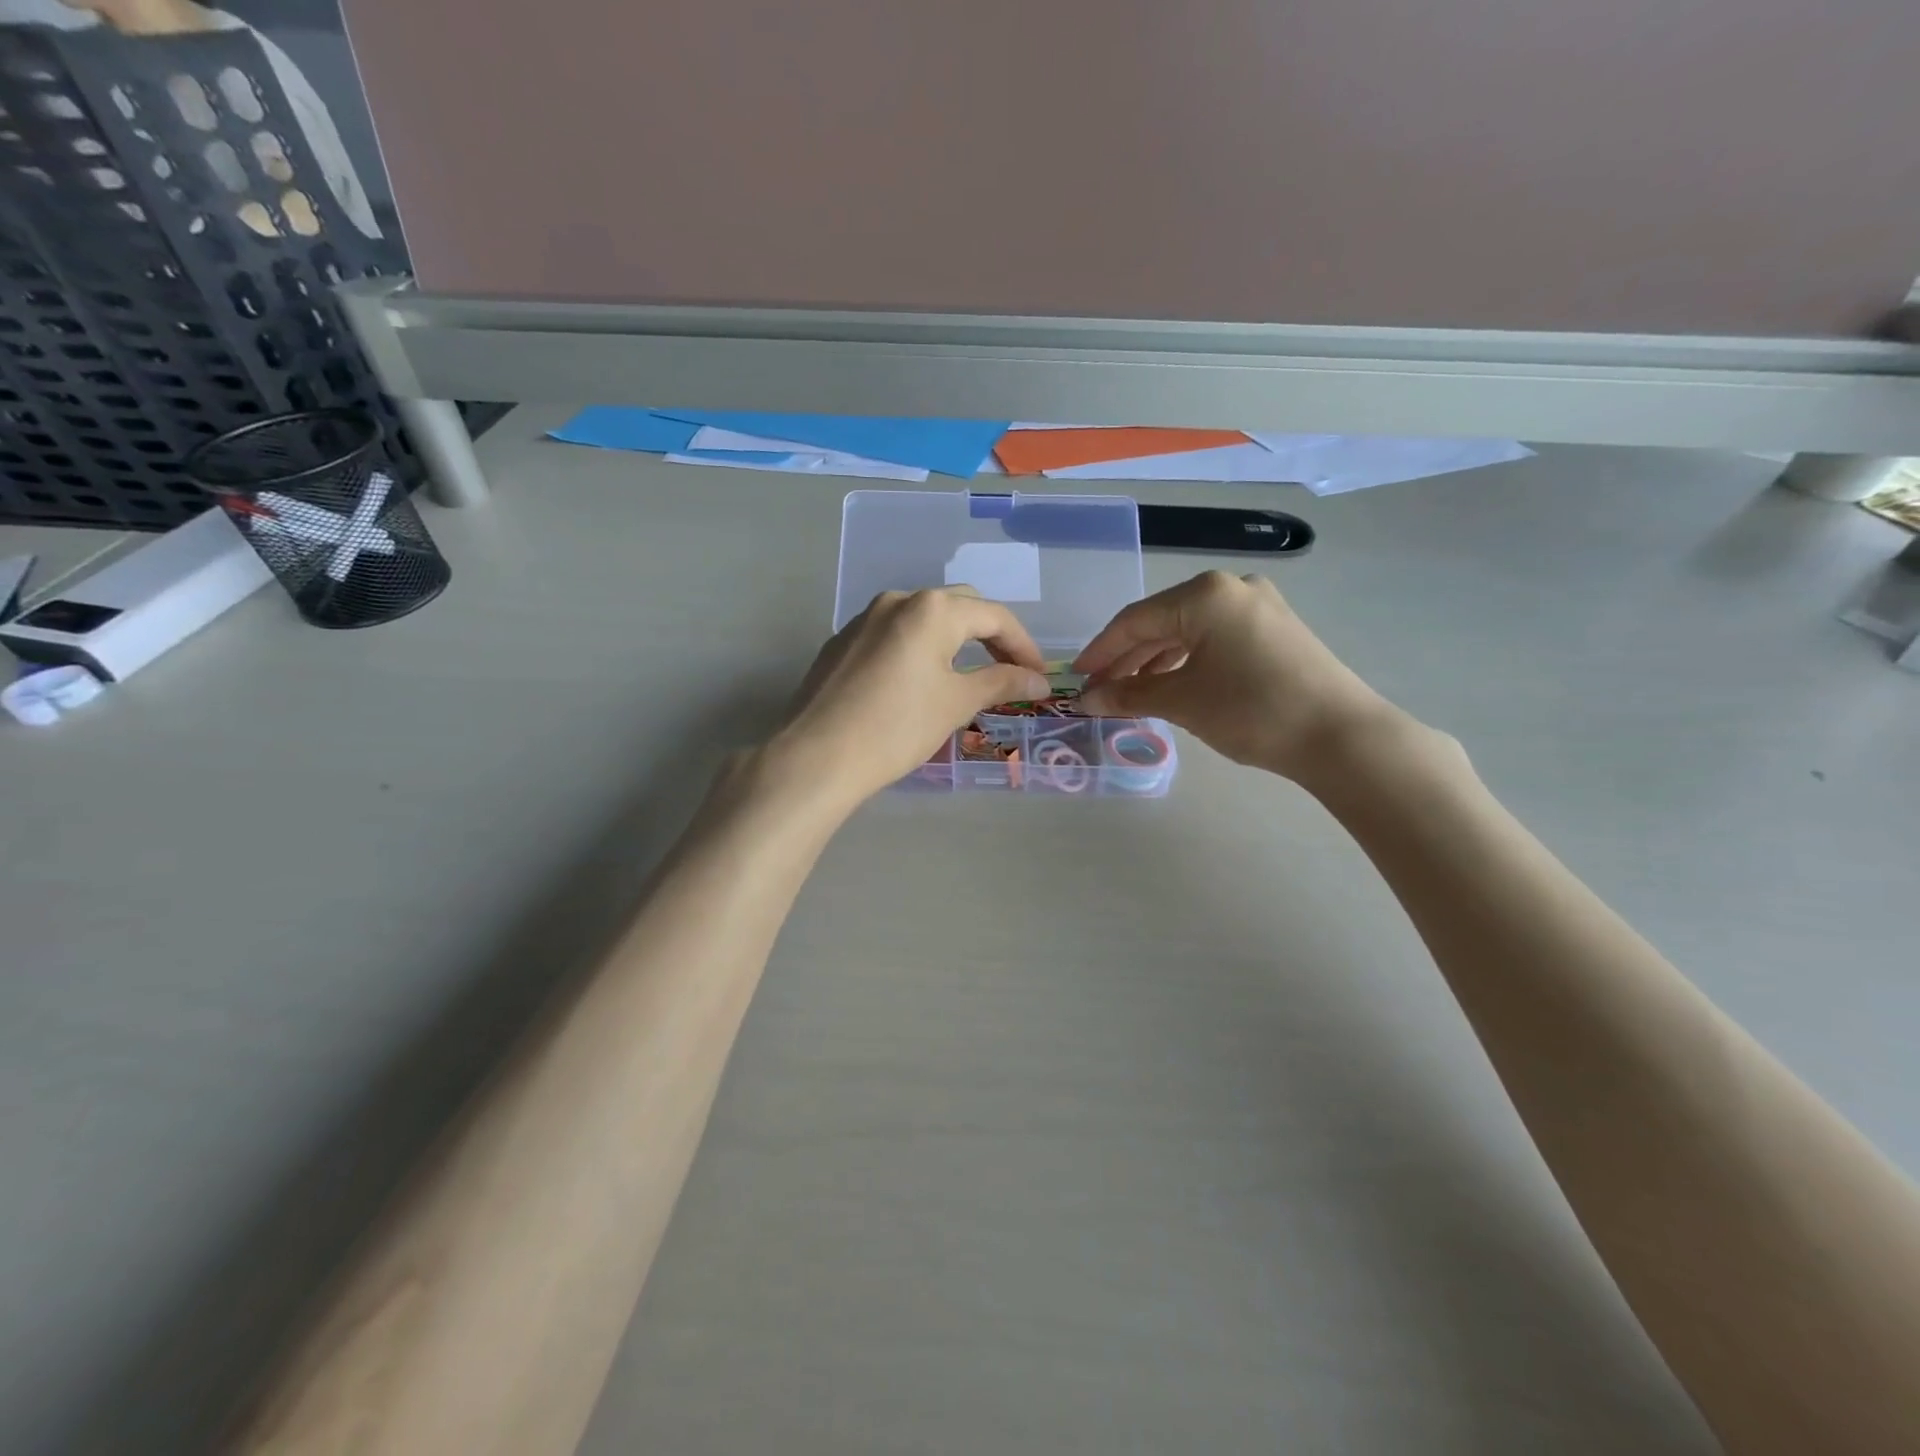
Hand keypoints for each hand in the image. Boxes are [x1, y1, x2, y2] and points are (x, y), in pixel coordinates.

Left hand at [774, 588, 1051, 807]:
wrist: (817, 756)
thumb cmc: (897, 727)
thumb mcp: (957, 704)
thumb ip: (1002, 683)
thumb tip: (1039, 680)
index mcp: (932, 609)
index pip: (994, 616)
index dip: (1023, 646)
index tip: (1039, 676)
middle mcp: (897, 600)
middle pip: (959, 608)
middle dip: (990, 636)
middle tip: (1008, 672)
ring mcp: (864, 619)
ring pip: (923, 620)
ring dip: (953, 641)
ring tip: (967, 677)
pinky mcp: (841, 643)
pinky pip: (893, 635)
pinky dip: (918, 650)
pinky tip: (917, 683)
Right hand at [1073, 571, 1399, 783]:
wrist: (1340, 736)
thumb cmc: (1252, 710)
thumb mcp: (1182, 702)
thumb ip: (1128, 695)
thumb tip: (1086, 700)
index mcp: (1204, 595)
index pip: (1134, 621)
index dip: (1100, 652)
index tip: (1076, 678)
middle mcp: (1230, 588)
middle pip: (1161, 621)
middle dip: (1126, 658)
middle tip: (1100, 690)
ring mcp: (1258, 605)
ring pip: (1188, 630)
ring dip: (1155, 661)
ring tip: (1130, 692)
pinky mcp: (1274, 628)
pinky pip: (1214, 638)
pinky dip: (1187, 660)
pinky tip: (1172, 683)